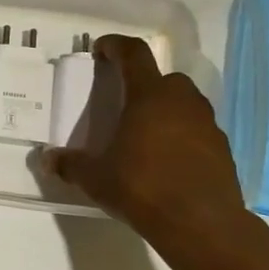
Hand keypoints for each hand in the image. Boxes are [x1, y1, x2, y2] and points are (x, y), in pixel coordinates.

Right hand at [41, 35, 262, 269]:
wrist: (201, 223)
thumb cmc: (141, 188)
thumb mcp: (95, 178)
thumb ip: (70, 164)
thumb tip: (47, 159)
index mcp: (149, 96)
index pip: (134, 55)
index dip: (116, 46)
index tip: (101, 49)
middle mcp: (182, 101)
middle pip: (163, 79)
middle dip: (142, 85)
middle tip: (123, 104)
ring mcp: (207, 123)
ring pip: (183, 104)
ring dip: (164, 110)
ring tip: (144, 135)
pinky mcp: (221, 148)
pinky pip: (196, 130)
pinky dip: (181, 135)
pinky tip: (166, 160)